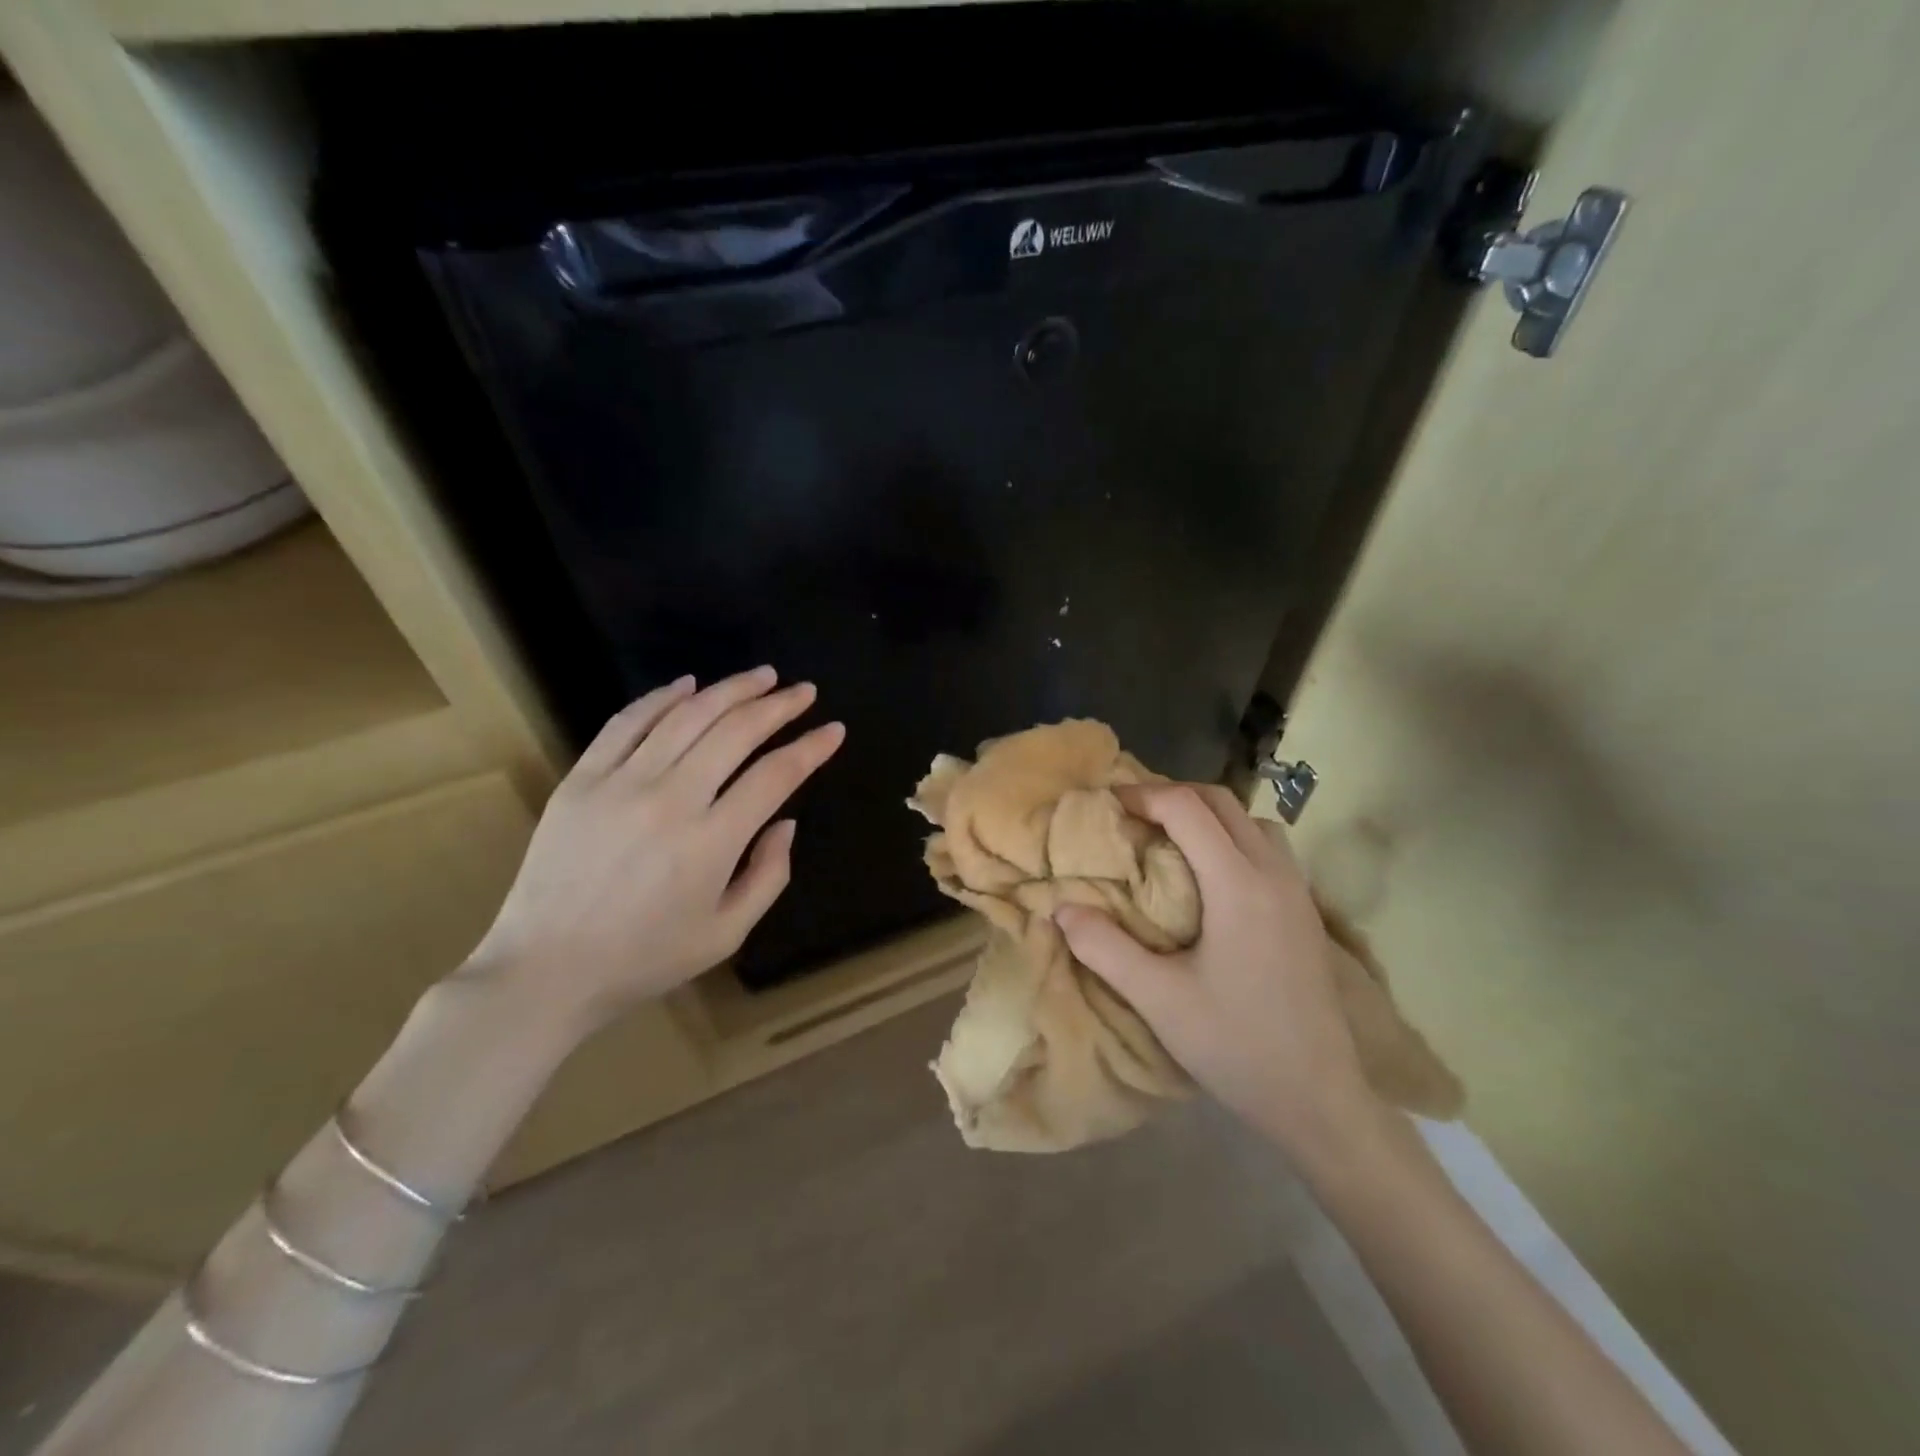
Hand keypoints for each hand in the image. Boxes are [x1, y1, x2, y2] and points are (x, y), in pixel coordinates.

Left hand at [467, 667, 844, 1028]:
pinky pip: (627, 723)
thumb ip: (768, 875)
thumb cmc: (645, 958)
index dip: (811, 748)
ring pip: (686, 716)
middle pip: (736, 732)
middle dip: (778, 706)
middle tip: (804, 691)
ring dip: (730, 690)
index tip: (833, 729)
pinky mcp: (582, 779)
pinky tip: (689, 685)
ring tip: (761, 676)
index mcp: (712, 842)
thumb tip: (785, 823)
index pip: (775, 776)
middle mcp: (671, 800)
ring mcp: (621, 783)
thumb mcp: (726, 934)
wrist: (546, 969)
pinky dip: (662, 698)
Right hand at [1055, 783, 1377, 1160]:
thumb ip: (1105, 948)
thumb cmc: (1236, 1045)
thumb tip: (1061, 909)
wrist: (1320, 1100)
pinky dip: (1233, 838)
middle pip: (1223, 802)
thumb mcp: (1158, 999)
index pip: (1188, 808)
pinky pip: (1268, 847)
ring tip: (1170, 840)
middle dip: (1174, 796)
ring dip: (1209, 815)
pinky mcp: (1307, 913)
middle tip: (1133, 816)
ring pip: (1252, 821)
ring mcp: (1298, 892)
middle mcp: (1273, 874)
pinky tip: (1211, 878)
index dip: (1144, 796)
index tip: (1108, 805)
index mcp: (1238, 884)